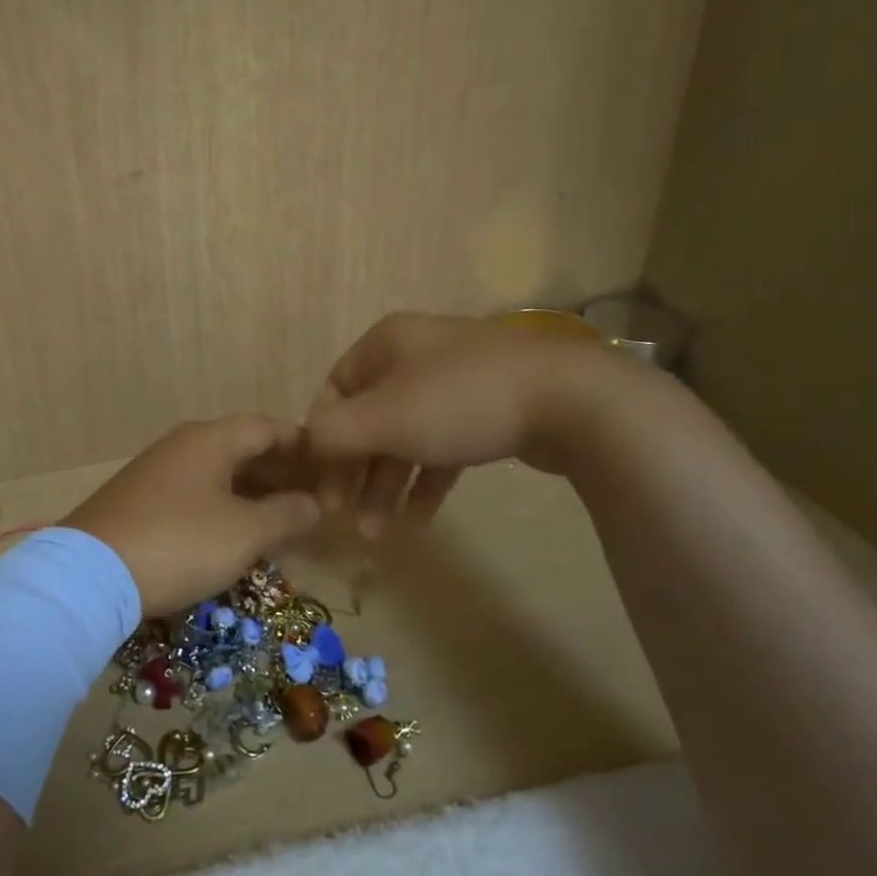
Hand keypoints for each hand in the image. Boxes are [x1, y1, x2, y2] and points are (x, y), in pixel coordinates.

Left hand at [65, 415, 322, 616]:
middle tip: (312, 497)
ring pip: (217, 474)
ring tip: (281, 519)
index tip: (330, 464)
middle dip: (279, 471)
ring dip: (252, 493)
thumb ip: (286, 515)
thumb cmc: (179, 543)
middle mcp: (182, 446)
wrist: (89, 575)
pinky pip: (194, 494)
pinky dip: (222, 507)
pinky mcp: (138, 501)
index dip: (302, 443)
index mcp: (210, 440)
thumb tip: (315, 504)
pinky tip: (233, 534)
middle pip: (242, 448)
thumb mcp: (244, 533)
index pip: (267, 427)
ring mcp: (156, 472)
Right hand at [305, 311, 625, 535]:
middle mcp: (416, 355)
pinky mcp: (490, 409)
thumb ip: (332, 433)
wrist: (570, 399)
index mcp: (386, 343)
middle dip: (356, 472)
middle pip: (368, 418)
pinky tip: (422, 518)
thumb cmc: (459, 401)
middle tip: (347, 518)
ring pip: (406, 436)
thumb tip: (306, 446)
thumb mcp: (383, 418)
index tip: (322, 486)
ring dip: (388, 484)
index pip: (334, 391)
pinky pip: (443, 446)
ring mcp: (456, 381)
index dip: (322, 440)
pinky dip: (428, 479)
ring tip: (379, 532)